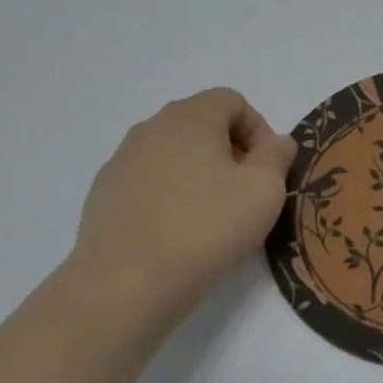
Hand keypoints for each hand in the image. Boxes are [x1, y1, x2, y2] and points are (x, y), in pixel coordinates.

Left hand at [68, 88, 296, 320]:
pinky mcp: (105, 193)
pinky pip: (149, 180)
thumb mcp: (265, 191)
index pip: (231, 100)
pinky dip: (170, 195)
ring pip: (174, 153)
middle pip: (201, 123)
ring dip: (200, 173)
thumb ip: (278, 156)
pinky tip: (178, 232)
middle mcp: (151, 128)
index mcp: (190, 118)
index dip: (259, 129)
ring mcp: (121, 160)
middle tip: (246, 193)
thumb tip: (277, 141)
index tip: (267, 169)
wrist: (127, 282)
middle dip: (231, 151)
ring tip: (213, 216)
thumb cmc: (207, 228)